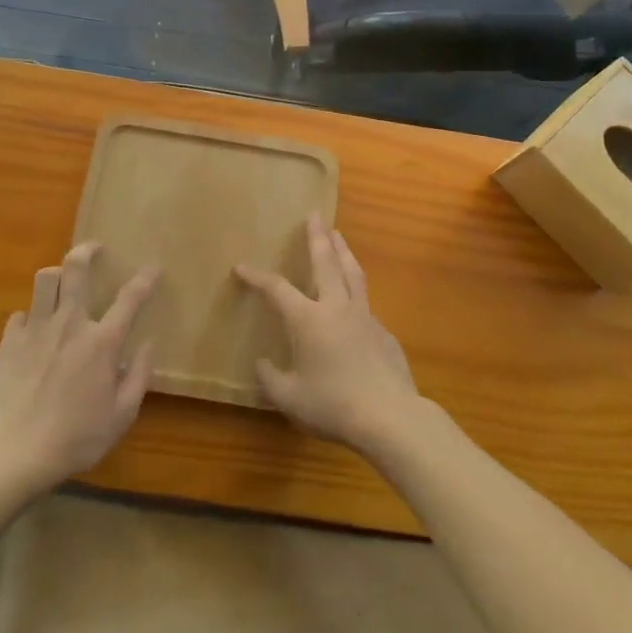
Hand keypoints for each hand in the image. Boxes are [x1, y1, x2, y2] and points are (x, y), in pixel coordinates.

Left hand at [0, 244, 157, 491]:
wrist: (16, 454)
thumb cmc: (77, 438)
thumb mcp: (122, 415)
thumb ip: (139, 376)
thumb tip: (147, 345)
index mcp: (101, 342)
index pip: (130, 298)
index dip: (145, 279)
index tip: (153, 268)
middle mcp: (70, 324)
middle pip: (75, 268)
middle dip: (87, 250)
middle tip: (95, 249)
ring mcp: (36, 330)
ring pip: (44, 281)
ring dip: (56, 276)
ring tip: (62, 284)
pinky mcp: (9, 343)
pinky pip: (20, 315)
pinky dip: (30, 317)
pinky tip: (34, 330)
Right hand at [235, 216, 421, 454]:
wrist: (389, 417)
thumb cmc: (333, 406)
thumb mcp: (290, 398)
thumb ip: (271, 379)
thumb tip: (263, 363)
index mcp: (308, 319)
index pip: (277, 289)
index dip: (257, 277)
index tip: (242, 267)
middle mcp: (336, 307)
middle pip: (325, 262)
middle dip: (316, 236)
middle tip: (314, 215)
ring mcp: (364, 317)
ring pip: (352, 273)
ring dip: (343, 250)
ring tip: (338, 235)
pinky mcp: (384, 332)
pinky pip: (365, 304)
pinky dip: (356, 291)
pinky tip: (355, 301)